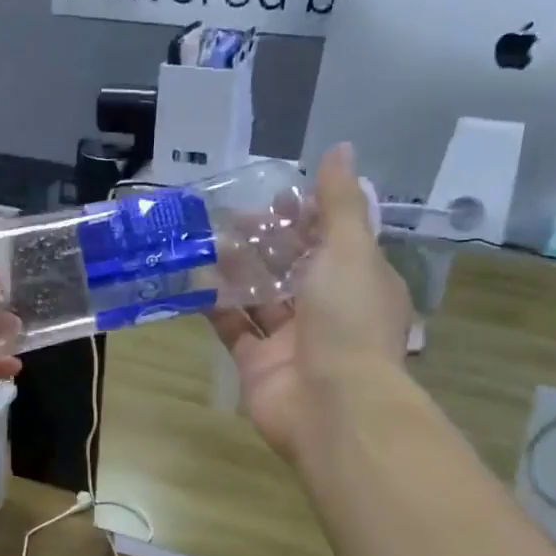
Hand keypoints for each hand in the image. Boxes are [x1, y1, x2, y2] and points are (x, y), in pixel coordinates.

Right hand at [210, 144, 412, 463]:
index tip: (276, 196)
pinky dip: (216, 305)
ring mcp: (291, 340)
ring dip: (237, 268)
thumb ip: (340, 203)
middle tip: (232, 215)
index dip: (307, 216)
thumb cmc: (348, 321)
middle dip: (266, 240)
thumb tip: (341, 150)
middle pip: (293, 267)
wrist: (332, 406)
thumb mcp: (350, 251)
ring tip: (208, 239)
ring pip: (260, 296)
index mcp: (360, 283)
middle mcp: (327, 310)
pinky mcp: (257, 364)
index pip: (333, 240)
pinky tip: (195, 280)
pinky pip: (234, 328)